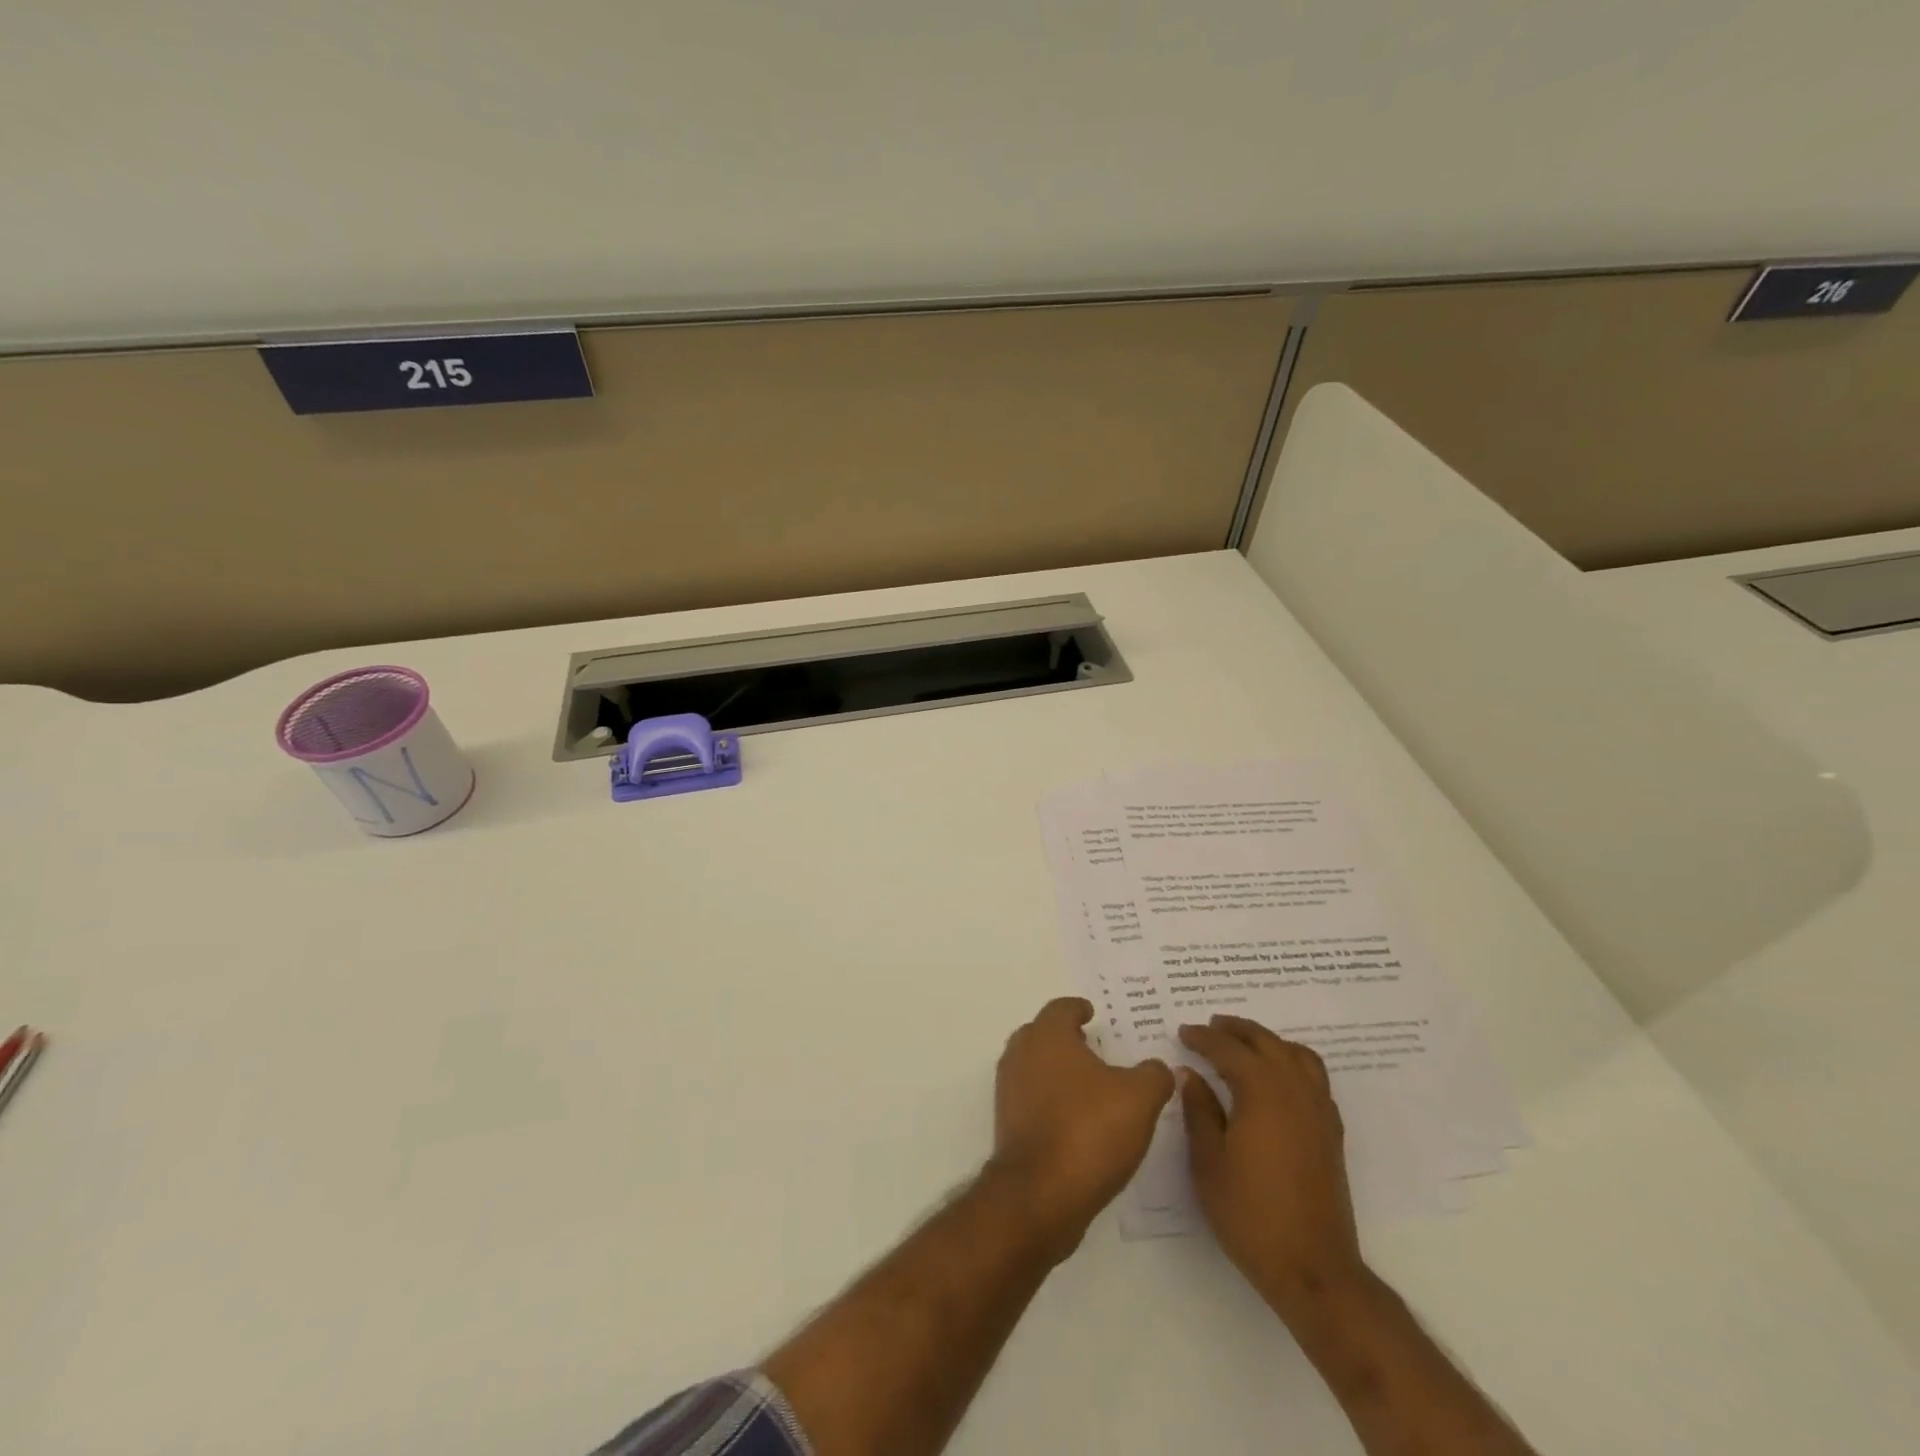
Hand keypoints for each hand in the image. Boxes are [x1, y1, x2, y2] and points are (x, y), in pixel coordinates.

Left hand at [990, 998, 1173, 1255]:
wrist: (1040, 1195)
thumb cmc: (1089, 1130)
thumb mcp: (1139, 1098)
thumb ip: (1154, 1075)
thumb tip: (1158, 1067)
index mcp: (1048, 1036)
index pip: (1061, 1008)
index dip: (1079, 1009)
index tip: (1093, 1014)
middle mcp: (1021, 1055)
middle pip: (1042, 1034)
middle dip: (1066, 1039)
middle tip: (1094, 1048)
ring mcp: (1009, 1091)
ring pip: (1034, 1067)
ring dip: (1058, 1071)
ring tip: (1092, 1087)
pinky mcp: (1008, 1125)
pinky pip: (1032, 1099)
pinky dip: (1051, 1101)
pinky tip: (1078, 1120)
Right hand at [1178, 1015, 1366, 1319]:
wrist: (1312, 1267)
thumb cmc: (1250, 1213)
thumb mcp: (1208, 1161)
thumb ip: (1199, 1110)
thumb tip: (1189, 1074)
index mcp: (1262, 1091)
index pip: (1228, 1049)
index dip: (1203, 1038)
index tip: (1183, 1032)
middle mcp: (1294, 1090)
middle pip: (1266, 1042)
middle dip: (1236, 1030)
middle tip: (1210, 1027)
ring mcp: (1319, 1110)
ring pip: (1296, 1054)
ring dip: (1268, 1042)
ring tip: (1244, 1045)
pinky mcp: (1331, 1132)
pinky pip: (1313, 1078)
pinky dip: (1291, 1064)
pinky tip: (1275, 1081)